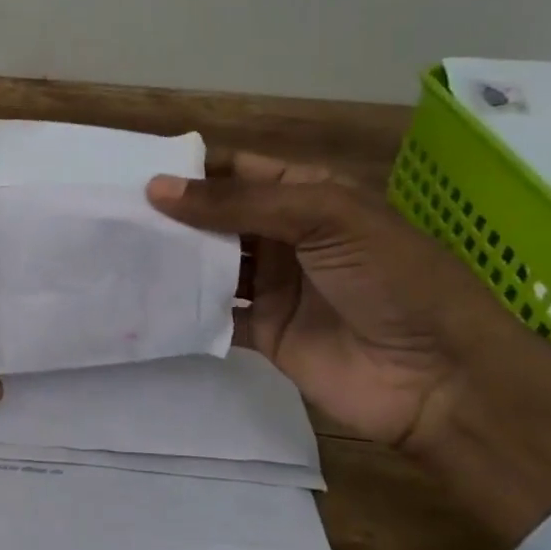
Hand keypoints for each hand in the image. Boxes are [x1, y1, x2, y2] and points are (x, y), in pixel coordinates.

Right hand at [148, 155, 550, 547]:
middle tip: (110, 215)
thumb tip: (156, 189)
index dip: (190, 170)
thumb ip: (238, 204)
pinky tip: (143, 302)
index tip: (132, 171)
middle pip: (217, 218)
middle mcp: (286, 236)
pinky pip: (215, 314)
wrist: (440, 379)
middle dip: (171, 216)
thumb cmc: (390, 279)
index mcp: (307, 196)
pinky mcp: (264, 333)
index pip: (237, 172)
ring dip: (173, 261)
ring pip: (211, 265)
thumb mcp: (323, 218)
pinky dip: (184, 309)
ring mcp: (274, 287)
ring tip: (115, 253)